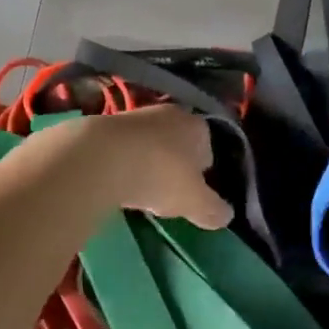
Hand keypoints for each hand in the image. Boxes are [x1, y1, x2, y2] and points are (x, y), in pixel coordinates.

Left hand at [85, 105, 233, 230]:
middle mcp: (171, 113)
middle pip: (179, 145)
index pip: (209, 151)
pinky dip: (124, 162)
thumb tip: (226, 216)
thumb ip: (214, 210)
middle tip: (166, 194)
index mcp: (199, 127)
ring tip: (139, 190)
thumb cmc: (160, 175)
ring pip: (151, 144)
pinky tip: (117, 181)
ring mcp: (138, 115)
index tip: (192, 195)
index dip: (202, 175)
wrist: (102, 157)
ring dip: (147, 164)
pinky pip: (124, 147)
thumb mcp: (195, 202)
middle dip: (174, 167)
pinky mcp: (108, 123)